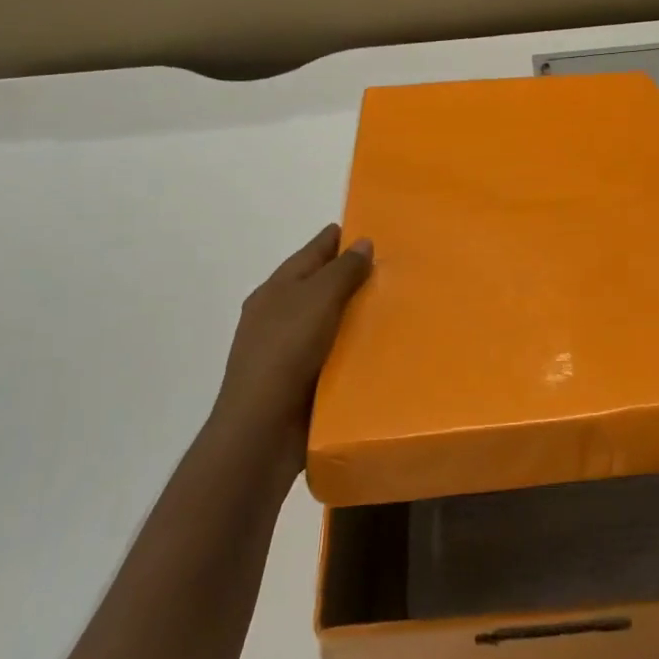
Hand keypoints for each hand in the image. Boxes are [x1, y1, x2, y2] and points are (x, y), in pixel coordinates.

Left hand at [211, 225, 371, 466]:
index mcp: (276, 290)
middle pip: (319, 286)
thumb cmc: (286, 353)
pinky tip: (379, 348)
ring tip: (396, 306)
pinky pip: (333, 354)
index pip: (311, 252)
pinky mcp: (300, 382)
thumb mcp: (317, 300)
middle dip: (351, 276)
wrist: (262, 429)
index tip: (369, 229)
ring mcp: (287, 351)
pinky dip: (353, 347)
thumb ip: (342, 271)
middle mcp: (277, 316)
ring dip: (354, 315)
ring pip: (327, 322)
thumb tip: (363, 243)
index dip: (337, 239)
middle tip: (394, 269)